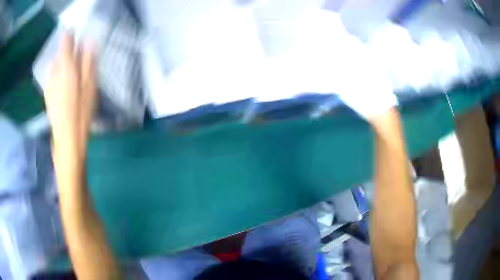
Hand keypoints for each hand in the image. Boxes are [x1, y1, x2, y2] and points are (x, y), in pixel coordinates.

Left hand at [43, 32, 96, 159]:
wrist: (67, 138)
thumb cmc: (81, 112)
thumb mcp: (90, 85)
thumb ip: (88, 62)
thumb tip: (89, 42)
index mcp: (66, 66)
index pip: (66, 41)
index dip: (71, 34)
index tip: (77, 32)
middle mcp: (55, 71)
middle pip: (60, 52)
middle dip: (68, 48)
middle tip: (78, 52)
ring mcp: (49, 83)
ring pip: (55, 63)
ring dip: (62, 60)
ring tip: (71, 67)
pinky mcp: (47, 93)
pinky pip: (51, 75)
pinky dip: (57, 72)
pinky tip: (63, 80)